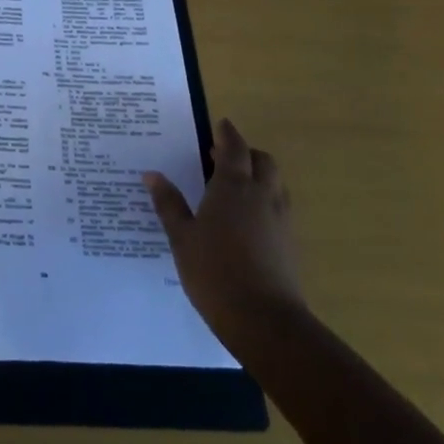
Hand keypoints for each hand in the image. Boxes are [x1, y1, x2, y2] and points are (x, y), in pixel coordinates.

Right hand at [142, 117, 305, 351]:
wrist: (264, 320)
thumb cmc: (214, 271)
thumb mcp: (182, 237)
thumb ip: (169, 203)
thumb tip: (153, 174)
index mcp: (233, 187)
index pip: (234, 149)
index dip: (228, 134)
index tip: (221, 123)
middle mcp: (262, 196)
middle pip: (263, 161)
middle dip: (246, 153)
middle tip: (223, 157)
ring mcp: (281, 220)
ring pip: (276, 184)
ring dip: (259, 175)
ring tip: (235, 186)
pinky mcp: (290, 243)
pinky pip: (280, 207)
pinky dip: (265, 200)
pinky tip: (247, 219)